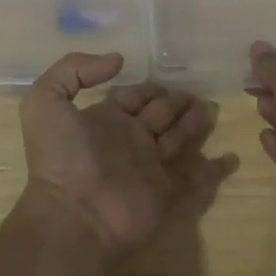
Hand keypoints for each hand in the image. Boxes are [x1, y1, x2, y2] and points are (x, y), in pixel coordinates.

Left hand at [20, 52, 233, 258]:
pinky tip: (229, 157)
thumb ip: (74, 69)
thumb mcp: (46, 100)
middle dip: (176, 102)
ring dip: (194, 125)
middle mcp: (128, 139)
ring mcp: (148, 167)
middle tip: (196, 93)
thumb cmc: (60, 156)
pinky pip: (194, 178)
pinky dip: (212, 169)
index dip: (147, 88)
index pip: (132, 96)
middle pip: (159, 114)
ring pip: (178, 139)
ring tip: (210, 110)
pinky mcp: (166, 192)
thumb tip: (118, 60)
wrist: (74, 214)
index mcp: (104, 119)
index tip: (167, 78)